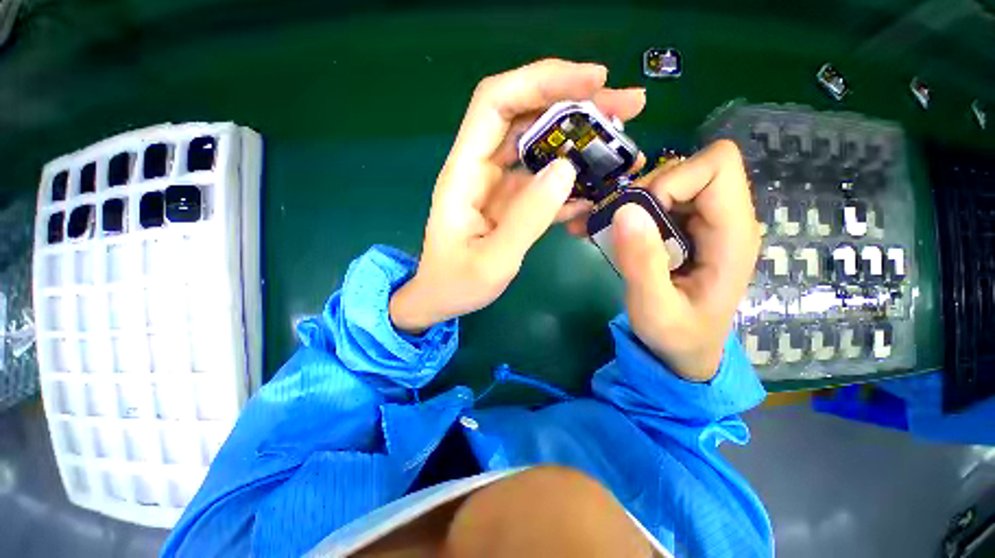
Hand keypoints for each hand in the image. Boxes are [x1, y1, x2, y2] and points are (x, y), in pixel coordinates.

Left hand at [390, 59, 646, 332]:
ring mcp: (497, 185)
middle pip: (525, 116)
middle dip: (576, 103)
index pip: (496, 104)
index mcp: (464, 174)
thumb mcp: (493, 261)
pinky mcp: (510, 203)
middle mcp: (480, 169)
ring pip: (539, 147)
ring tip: (622, 146)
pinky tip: (598, 189)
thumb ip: (527, 218)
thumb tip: (567, 169)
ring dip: (580, 141)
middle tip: (628, 107)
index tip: (594, 80)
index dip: (542, 81)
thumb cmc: (457, 283)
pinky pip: (542, 182)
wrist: (442, 298)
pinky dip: (571, 181)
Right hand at [606, 141, 759, 380]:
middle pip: (688, 169)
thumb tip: (625, 210)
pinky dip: (627, 212)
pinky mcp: (683, 231)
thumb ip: (642, 263)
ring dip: (630, 201)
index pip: (717, 167)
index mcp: (732, 236)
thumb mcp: (654, 309)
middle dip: (643, 191)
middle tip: (615, 224)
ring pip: (667, 183)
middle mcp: (724, 220)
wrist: (685, 352)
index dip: (671, 181)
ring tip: (600, 228)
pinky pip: (656, 203)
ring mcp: (703, 224)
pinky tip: (603, 230)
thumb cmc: (676, 337)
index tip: (638, 215)